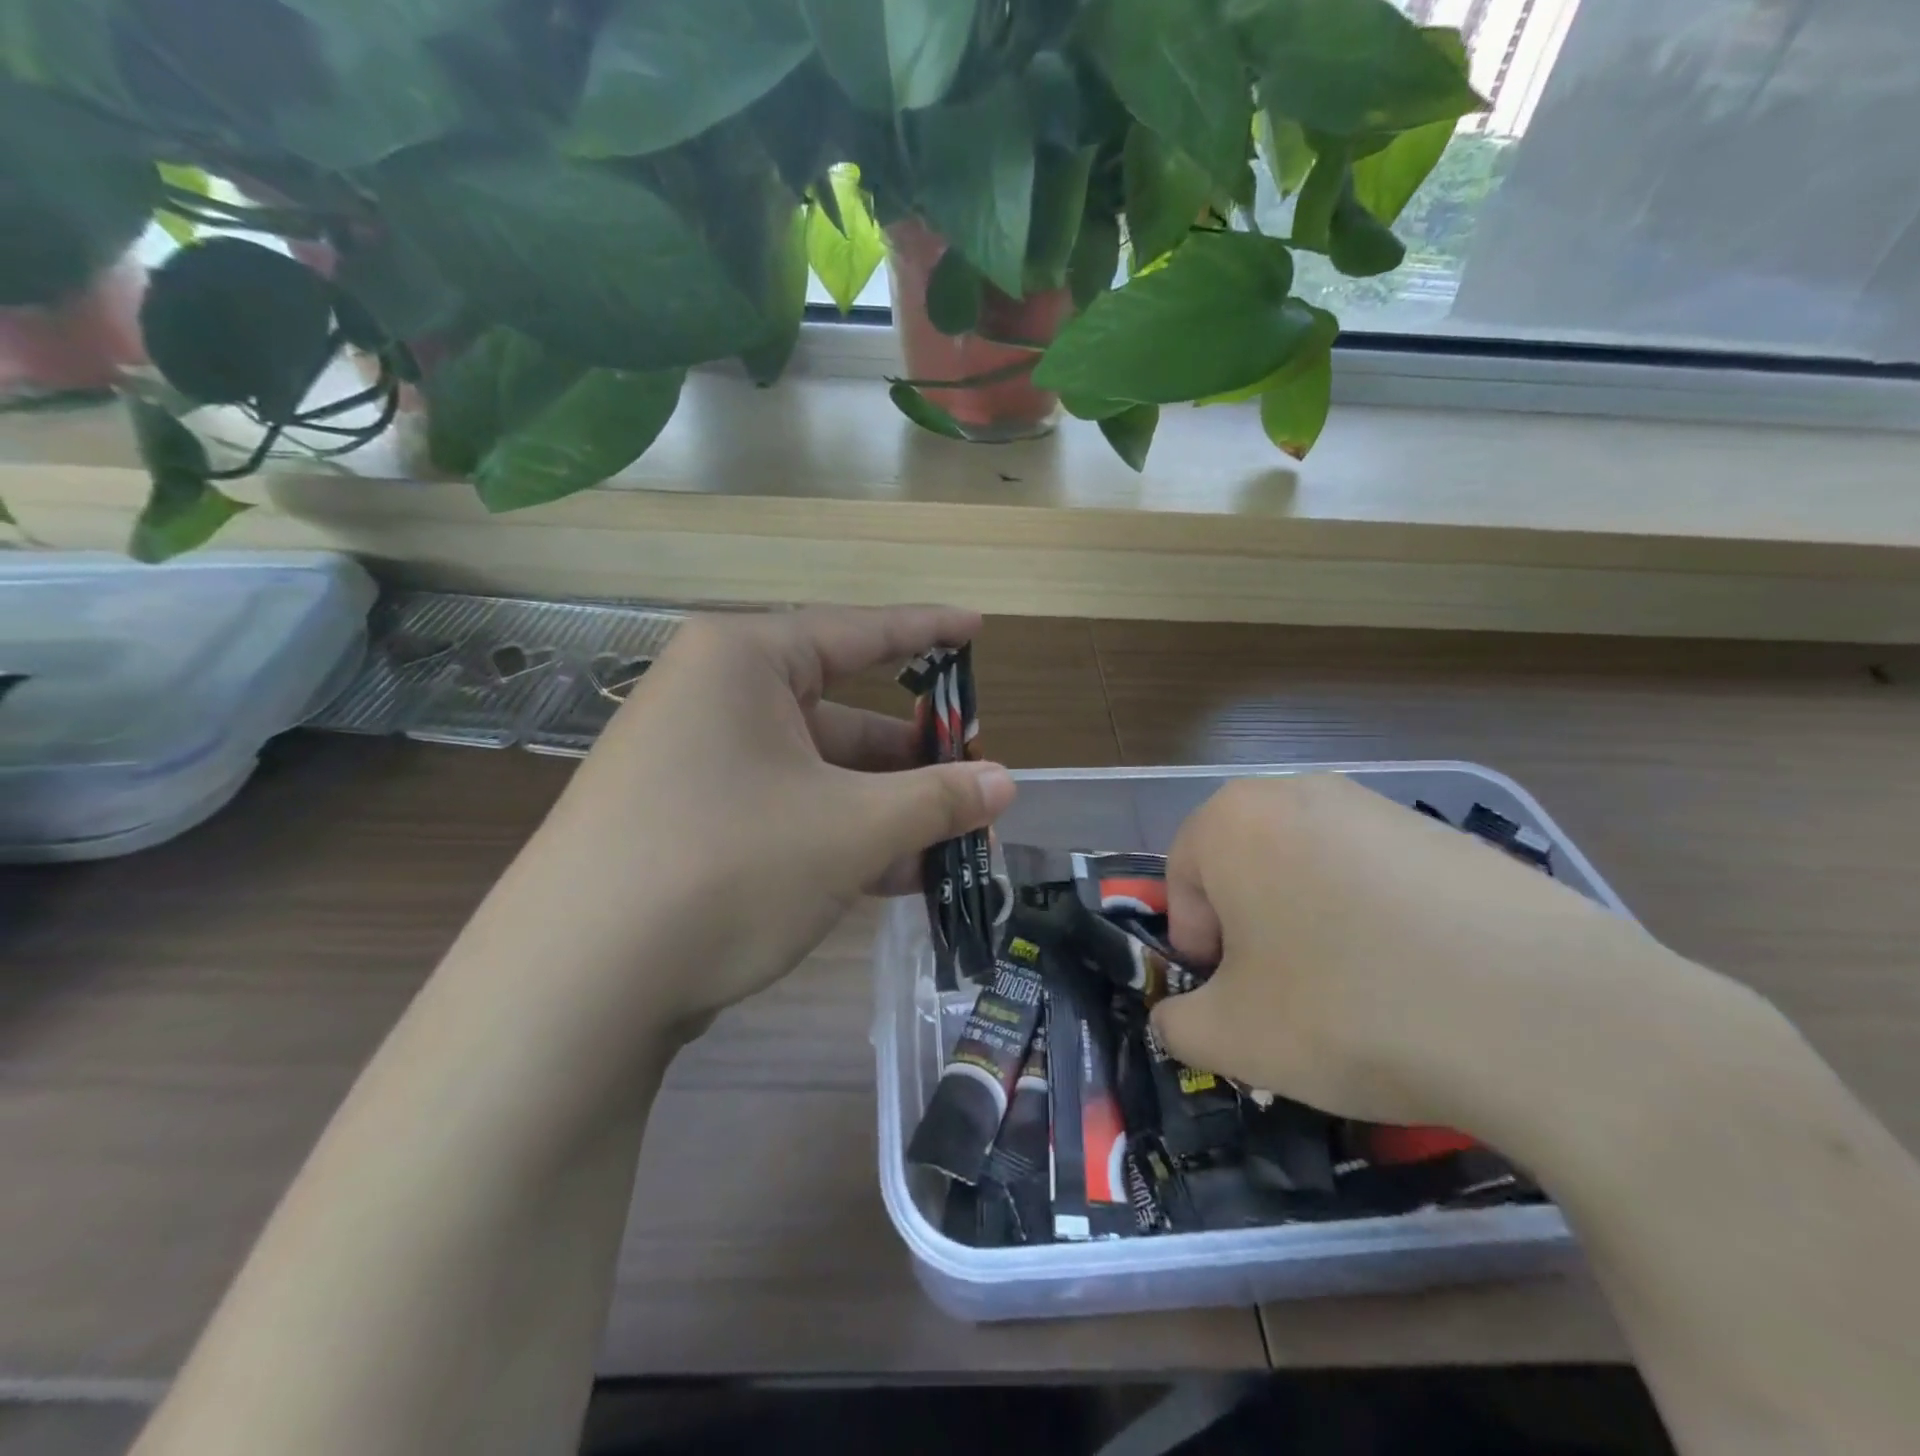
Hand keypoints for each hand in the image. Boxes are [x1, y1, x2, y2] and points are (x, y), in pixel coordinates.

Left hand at [499, 606, 1015, 1035]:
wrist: (573, 988)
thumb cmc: (725, 868)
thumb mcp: (850, 830)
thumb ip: (936, 800)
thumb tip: (1008, 784)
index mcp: (743, 661)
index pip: (858, 632)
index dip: (927, 630)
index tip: (978, 627)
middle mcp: (714, 697)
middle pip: (841, 714)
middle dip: (914, 757)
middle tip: (977, 781)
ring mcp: (697, 762)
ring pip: (818, 773)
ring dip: (885, 809)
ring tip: (954, 844)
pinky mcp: (689, 821)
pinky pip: (786, 810)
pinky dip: (840, 836)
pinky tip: (896, 876)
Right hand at [1149, 774, 1668, 1131]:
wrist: (1545, 1016)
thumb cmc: (1347, 1011)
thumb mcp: (1232, 1038)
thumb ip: (1177, 1026)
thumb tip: (1176, 1022)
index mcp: (1232, 820)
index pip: (1183, 880)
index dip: (1199, 947)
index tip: (1233, 998)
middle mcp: (1299, 793)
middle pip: (1248, 868)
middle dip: (1253, 932)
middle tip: (1288, 998)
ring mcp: (1383, 807)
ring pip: (1315, 871)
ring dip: (1315, 927)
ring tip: (1362, 996)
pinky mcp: (1453, 836)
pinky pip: (1386, 879)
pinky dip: (1383, 924)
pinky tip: (1424, 983)